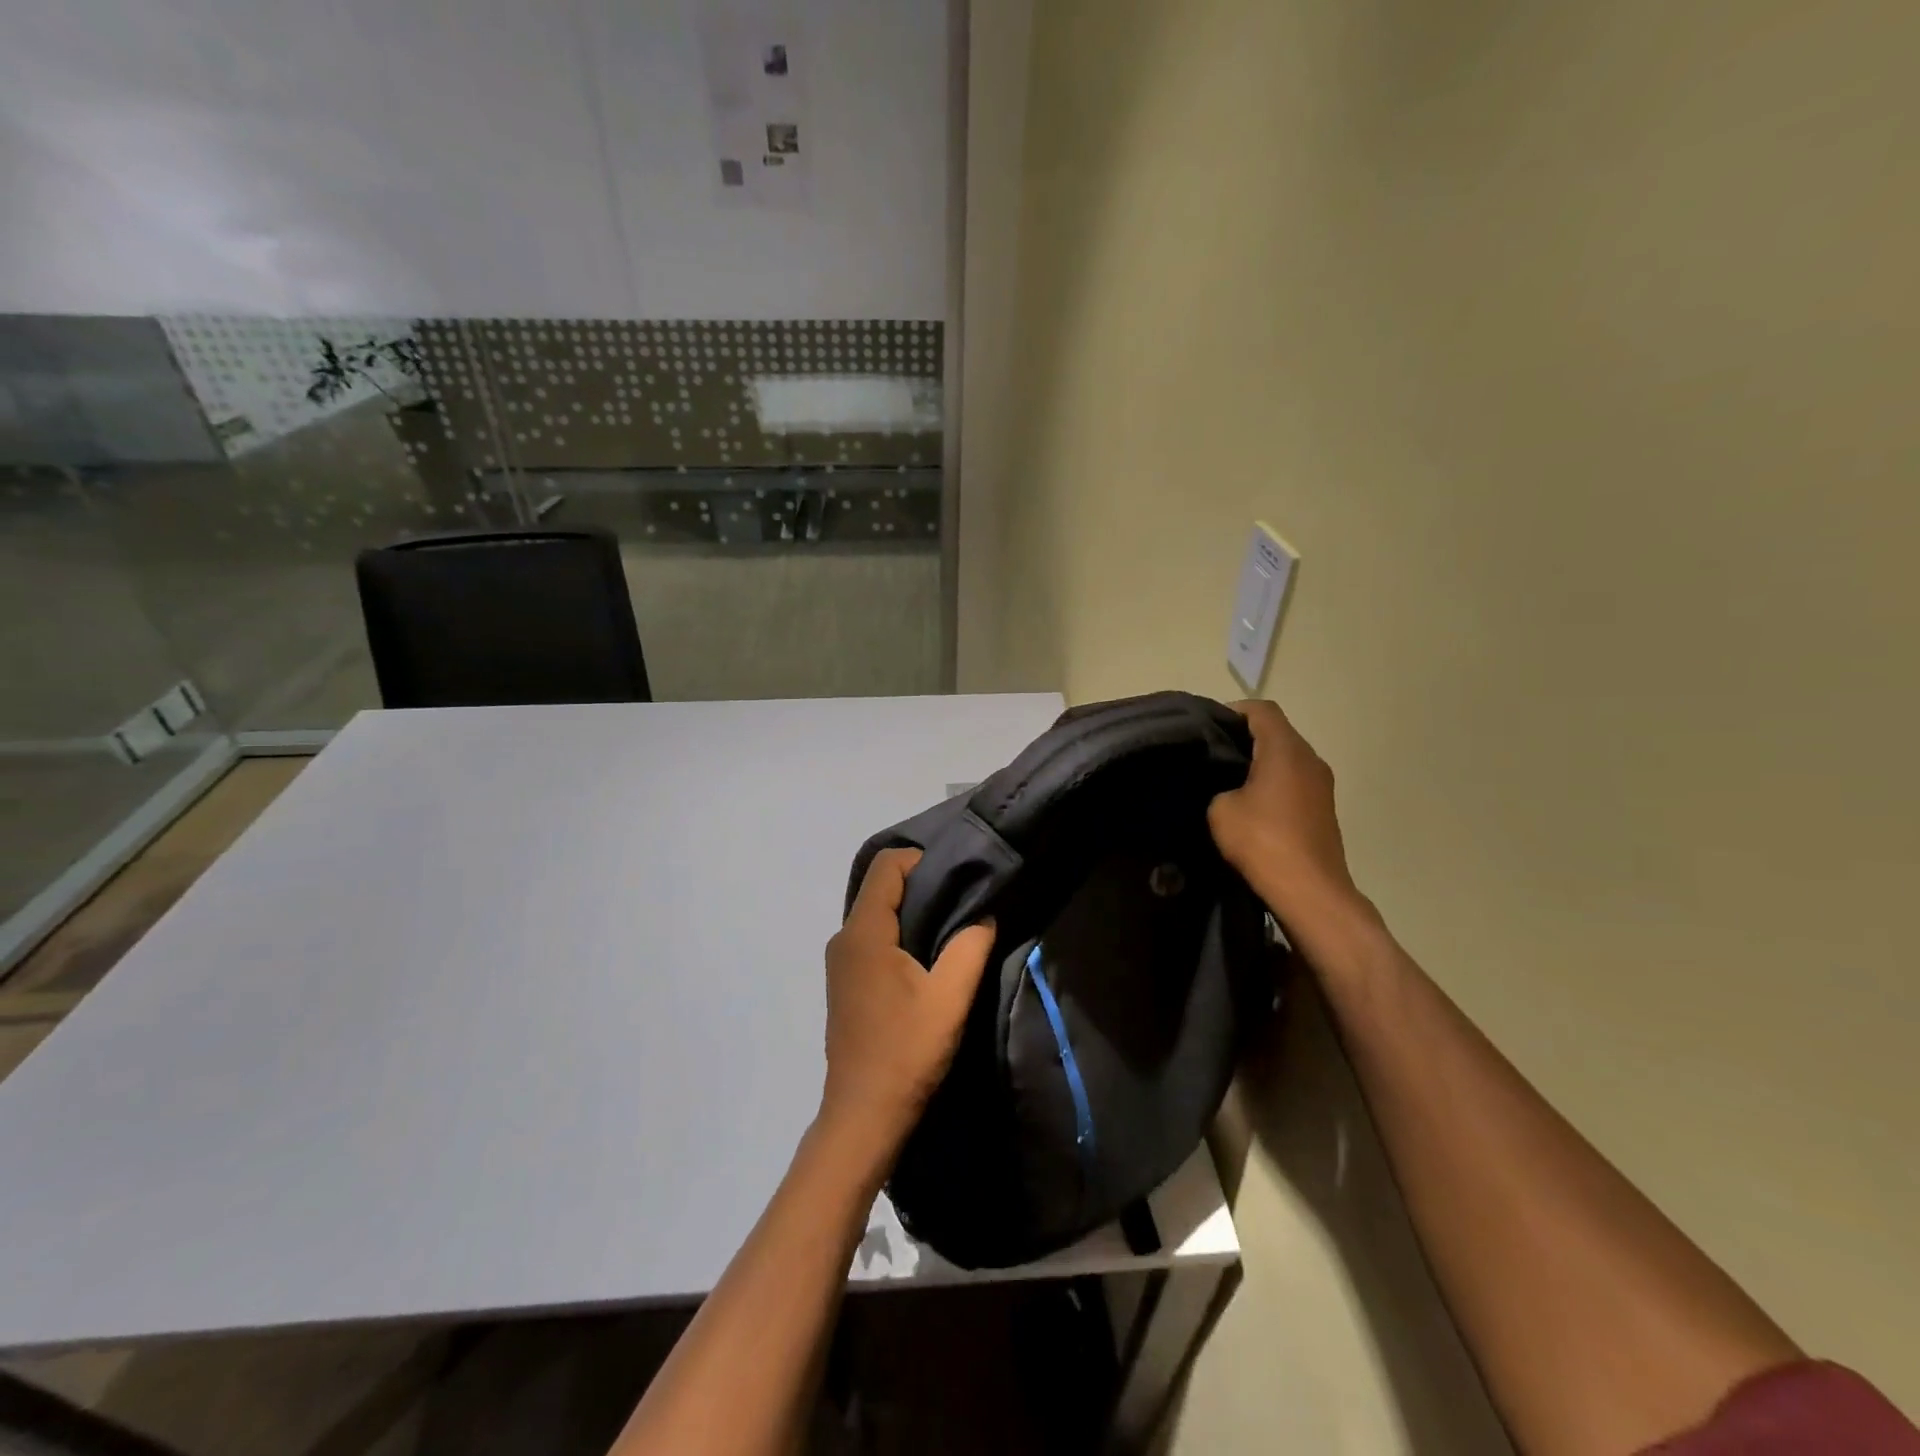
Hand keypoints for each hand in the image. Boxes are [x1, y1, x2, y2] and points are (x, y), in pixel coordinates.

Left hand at [820, 849, 995, 1160]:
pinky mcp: (845, 981)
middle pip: (880, 887)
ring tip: (951, 923)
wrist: (864, 1114)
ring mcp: (840, 961)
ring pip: (876, 912)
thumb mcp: (950, 996)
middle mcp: (844, 938)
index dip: (921, 860)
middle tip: (962, 895)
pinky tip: (926, 953)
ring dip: (911, 910)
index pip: (886, 866)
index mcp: (864, 932)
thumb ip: (970, 946)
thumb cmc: (906, 1050)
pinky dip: (899, 932)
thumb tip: (983, 914)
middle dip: (920, 883)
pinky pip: (871, 936)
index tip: (958, 875)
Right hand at [1208, 700, 1370, 940]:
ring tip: (1227, 779)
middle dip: (1244, 737)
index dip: (1232, 711)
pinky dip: (1273, 782)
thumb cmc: (1263, 841)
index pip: (1261, 711)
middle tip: (1211, 753)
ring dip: (1260, 762)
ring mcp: (1322, 785)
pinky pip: (1295, 780)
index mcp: (1286, 750)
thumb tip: (1226, 788)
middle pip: (1277, 732)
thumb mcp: (1220, 809)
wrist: (1310, 891)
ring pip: (1287, 757)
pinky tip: (1251, 805)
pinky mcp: (1324, 808)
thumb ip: (1219, 786)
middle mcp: (1310, 759)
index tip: (1207, 728)